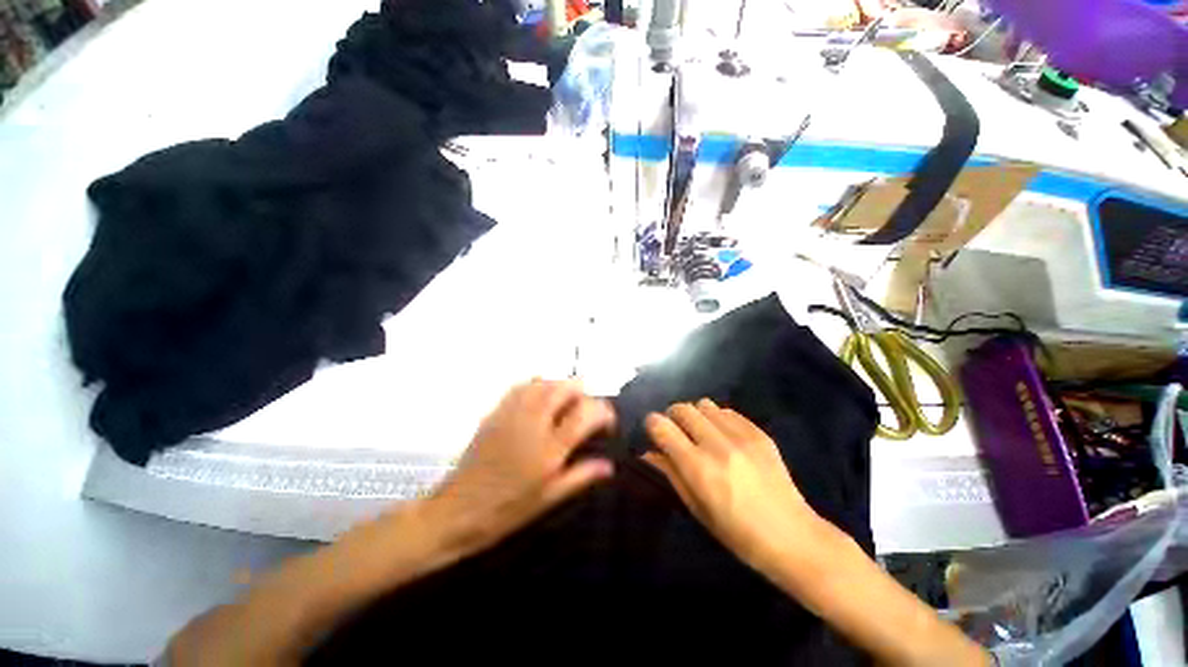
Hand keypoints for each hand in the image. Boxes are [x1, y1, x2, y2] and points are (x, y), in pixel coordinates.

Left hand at [425, 379, 615, 555]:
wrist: (458, 510)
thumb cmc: (507, 510)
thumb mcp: (549, 499)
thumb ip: (581, 476)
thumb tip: (609, 465)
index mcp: (551, 447)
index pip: (587, 413)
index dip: (604, 412)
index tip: (607, 423)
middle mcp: (534, 422)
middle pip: (566, 387)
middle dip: (583, 393)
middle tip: (585, 412)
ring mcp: (513, 413)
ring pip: (545, 382)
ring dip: (561, 387)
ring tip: (565, 404)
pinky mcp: (496, 411)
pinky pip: (522, 386)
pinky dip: (538, 385)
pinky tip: (540, 398)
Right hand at [643, 399, 844, 581]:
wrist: (793, 537)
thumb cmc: (737, 533)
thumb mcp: (696, 508)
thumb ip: (670, 473)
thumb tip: (648, 452)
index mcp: (698, 467)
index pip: (662, 426)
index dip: (652, 425)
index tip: (654, 432)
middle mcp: (717, 444)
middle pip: (682, 408)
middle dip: (672, 416)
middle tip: (677, 432)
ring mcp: (741, 435)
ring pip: (704, 404)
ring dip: (696, 415)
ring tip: (701, 433)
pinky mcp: (759, 432)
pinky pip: (727, 411)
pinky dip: (718, 418)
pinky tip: (724, 437)